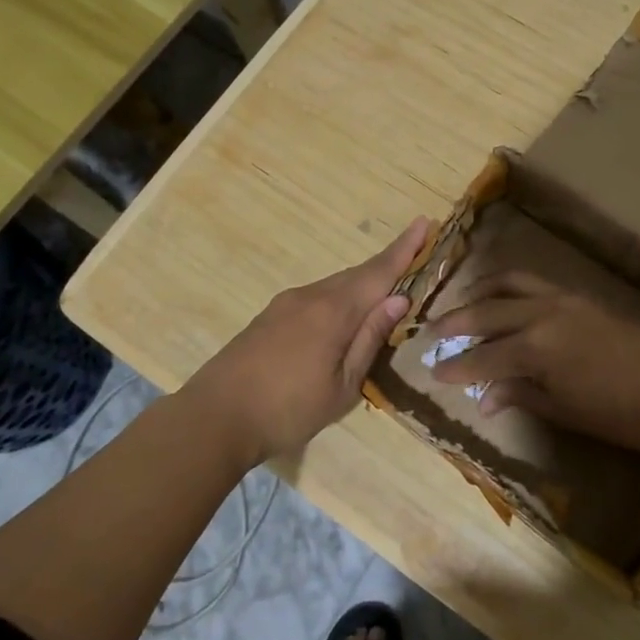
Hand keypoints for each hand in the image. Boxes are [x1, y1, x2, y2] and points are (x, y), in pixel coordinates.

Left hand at [184, 217, 431, 466]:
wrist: (214, 418)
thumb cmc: (288, 410)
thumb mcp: (342, 385)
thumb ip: (370, 339)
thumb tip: (399, 299)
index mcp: (334, 311)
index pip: (379, 272)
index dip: (404, 249)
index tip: (425, 221)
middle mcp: (310, 296)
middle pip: (358, 275)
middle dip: (388, 265)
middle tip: (415, 256)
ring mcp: (286, 304)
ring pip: (336, 286)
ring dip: (363, 285)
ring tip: (385, 295)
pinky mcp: (270, 316)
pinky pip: (317, 297)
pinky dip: (340, 298)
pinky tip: (344, 318)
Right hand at [423, 272, 639, 455]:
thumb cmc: (614, 413)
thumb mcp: (560, 408)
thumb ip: (518, 394)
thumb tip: (483, 397)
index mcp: (534, 347)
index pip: (483, 356)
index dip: (456, 366)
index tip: (433, 372)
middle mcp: (541, 315)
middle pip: (487, 311)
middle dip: (456, 322)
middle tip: (433, 331)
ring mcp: (562, 300)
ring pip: (510, 283)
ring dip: (482, 291)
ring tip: (464, 300)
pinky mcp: (578, 297)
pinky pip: (534, 284)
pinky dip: (511, 288)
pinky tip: (505, 299)